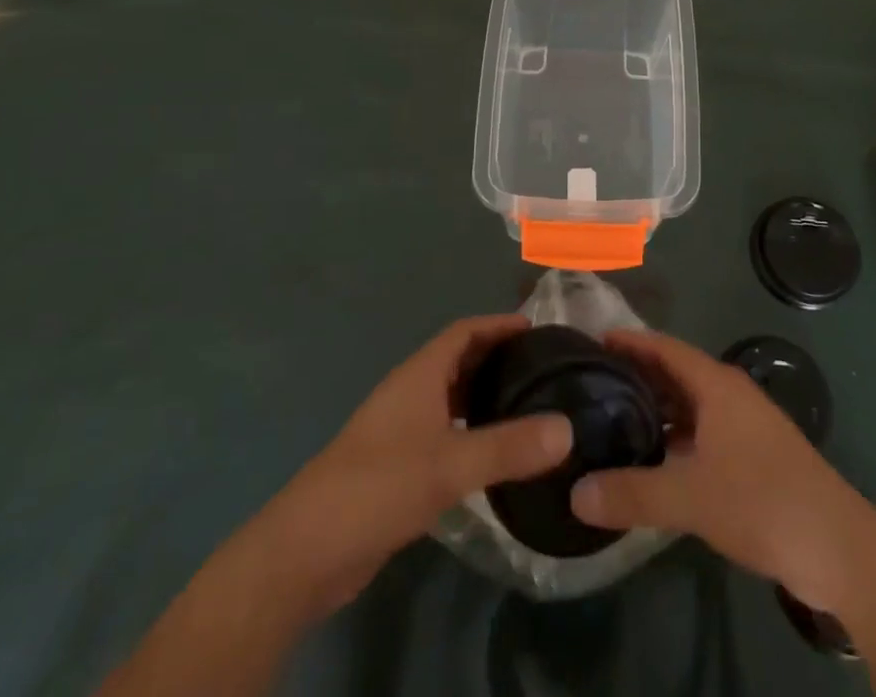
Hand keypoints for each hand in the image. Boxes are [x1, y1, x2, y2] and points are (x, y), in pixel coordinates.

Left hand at [272, 315, 572, 618]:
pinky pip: (442, 433)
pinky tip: (492, 456)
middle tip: (543, 370)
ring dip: (483, 397)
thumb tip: (568, 429)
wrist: (306, 551)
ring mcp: (399, 430)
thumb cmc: (378, 486)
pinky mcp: (395, 467)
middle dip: (497, 360)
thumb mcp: (450, 465)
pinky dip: (469, 432)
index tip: (538, 329)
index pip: (464, 331)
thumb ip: (509, 447)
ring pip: (450, 399)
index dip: (498, 324)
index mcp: (419, 375)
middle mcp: (410, 393)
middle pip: (458, 361)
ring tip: (527, 407)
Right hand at [569, 329, 875, 614]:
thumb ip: (632, 493)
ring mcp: (744, 426)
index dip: (630, 343)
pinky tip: (652, 463)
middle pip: (676, 374)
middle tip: (591, 385)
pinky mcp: (753, 457)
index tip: (592, 342)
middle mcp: (730, 395)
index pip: (665, 348)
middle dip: (637, 377)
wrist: (837, 547)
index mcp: (717, 385)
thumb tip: (575, 493)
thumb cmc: (762, 502)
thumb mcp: (690, 497)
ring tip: (612, 422)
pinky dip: (675, 440)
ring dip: (657, 412)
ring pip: (690, 407)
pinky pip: (703, 434)